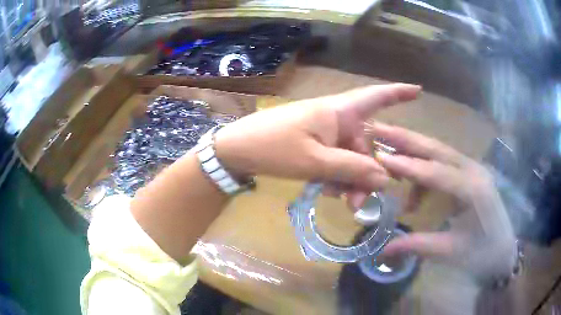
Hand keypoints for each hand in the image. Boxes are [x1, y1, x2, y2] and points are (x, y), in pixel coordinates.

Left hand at [214, 84, 419, 191]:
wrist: (236, 149)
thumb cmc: (274, 147)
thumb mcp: (315, 162)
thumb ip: (352, 169)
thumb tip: (385, 177)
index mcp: (338, 112)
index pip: (375, 97)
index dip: (398, 93)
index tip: (418, 91)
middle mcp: (335, 118)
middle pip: (364, 143)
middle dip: (366, 173)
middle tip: (358, 204)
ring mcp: (324, 131)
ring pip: (350, 156)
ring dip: (350, 180)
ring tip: (343, 202)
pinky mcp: (314, 143)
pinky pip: (335, 159)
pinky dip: (336, 176)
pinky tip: (328, 191)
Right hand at [373, 123, 517, 278]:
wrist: (504, 251)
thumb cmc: (482, 254)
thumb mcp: (451, 252)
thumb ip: (418, 245)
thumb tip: (382, 250)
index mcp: (474, 190)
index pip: (438, 173)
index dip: (409, 166)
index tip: (381, 157)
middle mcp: (474, 171)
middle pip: (437, 149)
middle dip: (407, 138)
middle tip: (378, 127)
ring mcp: (472, 169)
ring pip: (438, 152)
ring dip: (412, 151)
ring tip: (387, 154)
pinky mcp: (469, 174)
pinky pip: (442, 164)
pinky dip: (424, 172)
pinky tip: (415, 194)